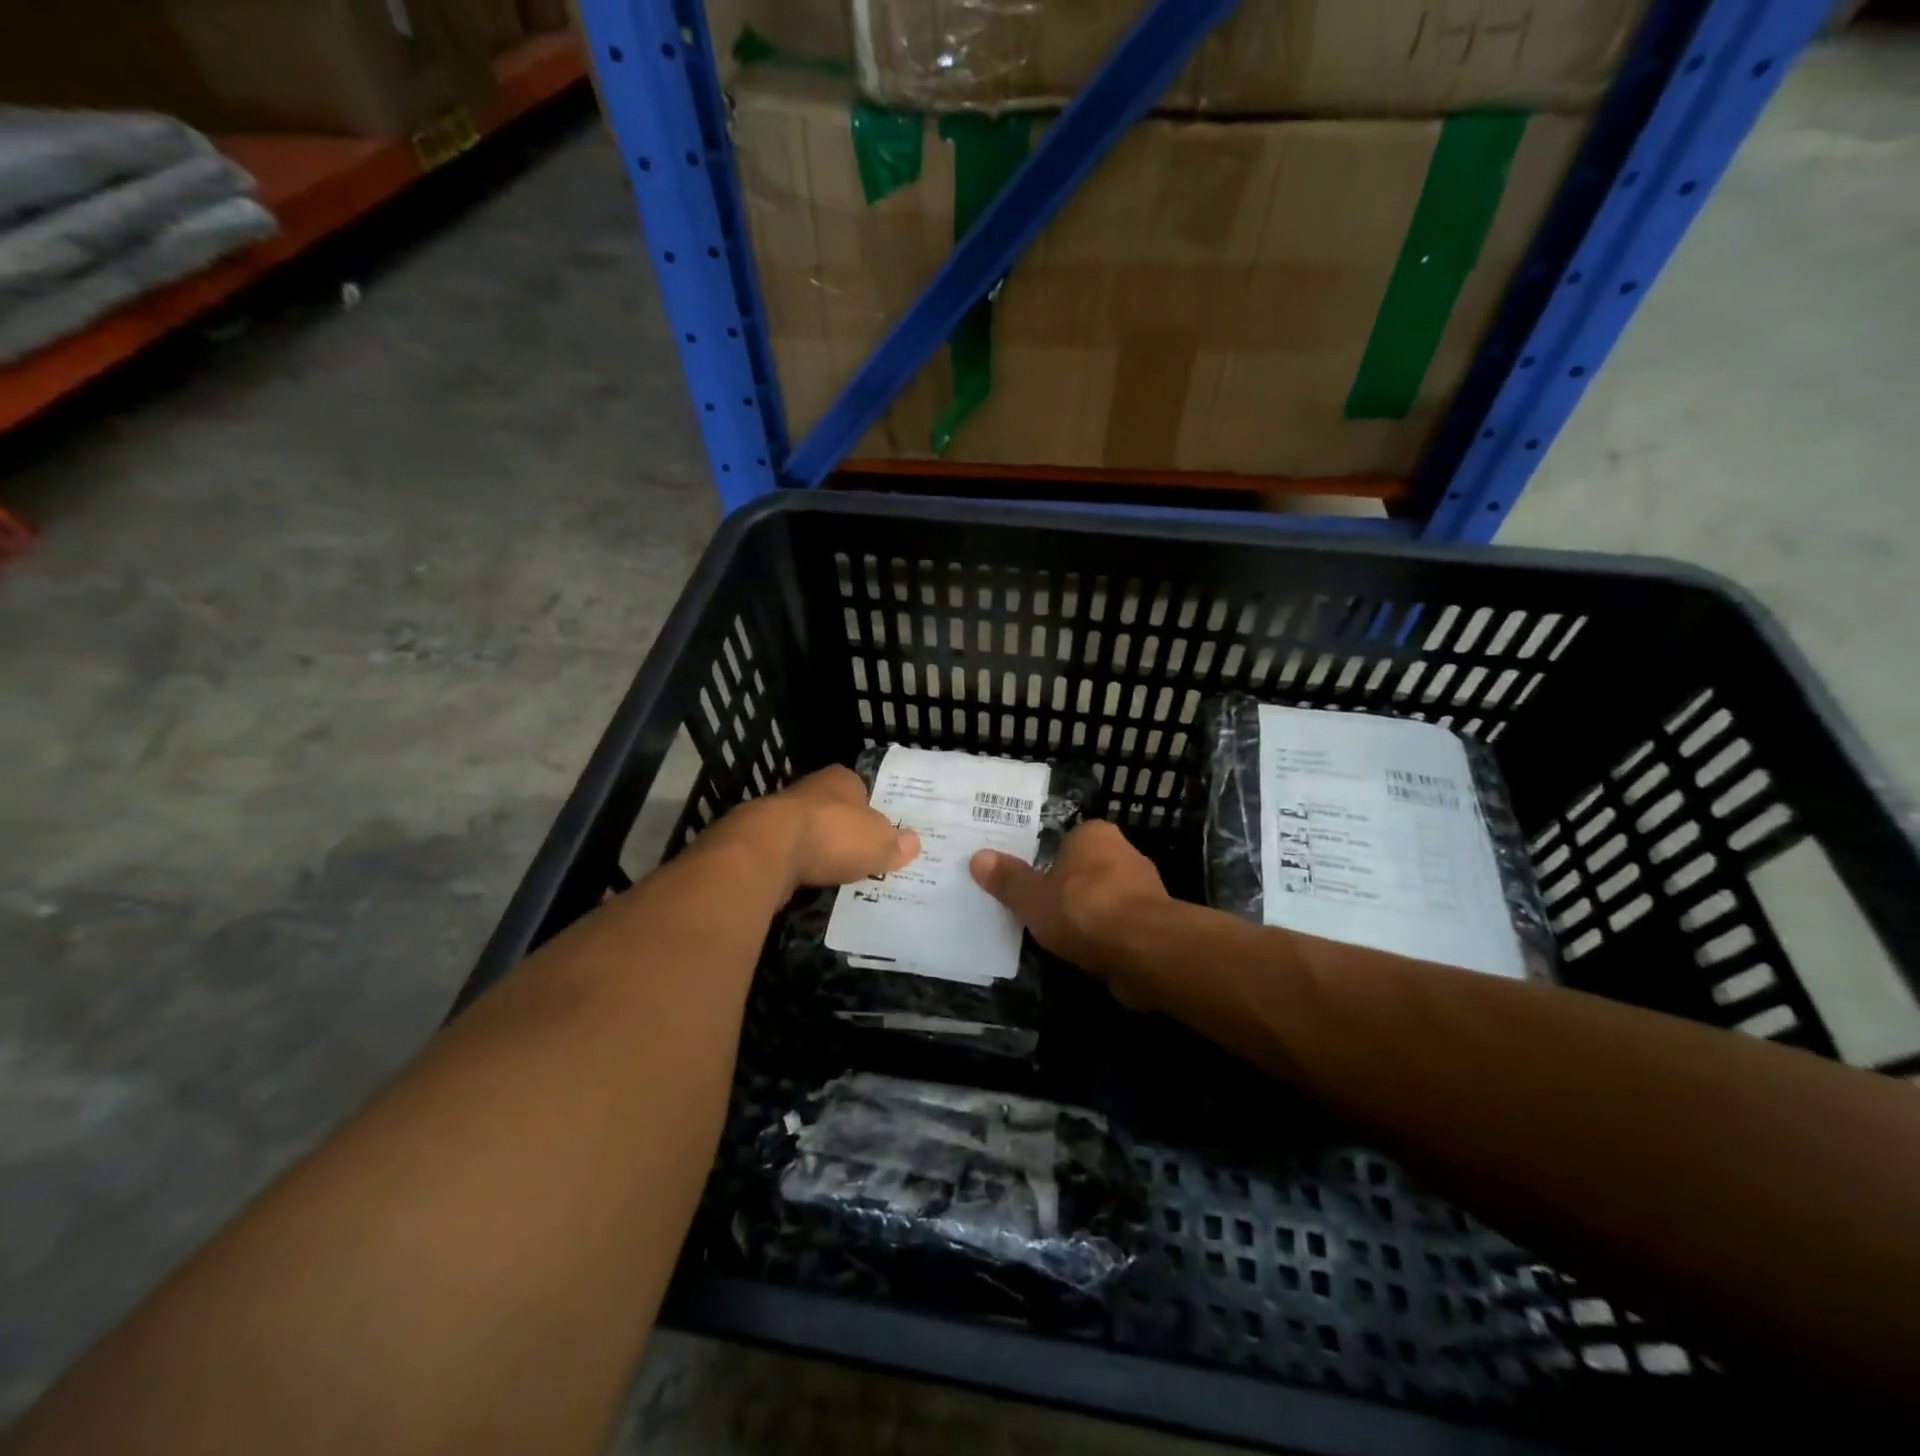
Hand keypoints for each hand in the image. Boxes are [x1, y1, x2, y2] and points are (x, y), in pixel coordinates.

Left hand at [726, 765, 919, 893]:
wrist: (768, 851)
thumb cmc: (832, 835)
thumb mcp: (879, 842)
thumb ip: (895, 843)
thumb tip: (913, 843)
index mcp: (841, 779)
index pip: (861, 788)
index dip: (872, 809)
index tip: (880, 831)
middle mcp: (810, 789)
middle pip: (834, 810)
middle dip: (845, 830)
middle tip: (864, 855)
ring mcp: (781, 814)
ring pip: (809, 832)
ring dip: (819, 850)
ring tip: (838, 873)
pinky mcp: (760, 842)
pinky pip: (789, 854)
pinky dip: (799, 867)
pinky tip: (809, 883)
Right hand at [970, 821, 1167, 991]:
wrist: (1144, 951)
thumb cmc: (1083, 910)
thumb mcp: (1032, 898)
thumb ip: (1008, 880)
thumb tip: (977, 857)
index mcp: (1094, 835)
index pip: (1065, 841)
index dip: (1047, 862)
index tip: (1030, 883)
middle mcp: (1124, 852)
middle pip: (1086, 869)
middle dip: (1069, 889)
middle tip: (1039, 909)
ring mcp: (1145, 888)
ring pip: (1106, 898)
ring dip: (1089, 916)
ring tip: (1061, 937)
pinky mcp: (1156, 922)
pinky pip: (1121, 926)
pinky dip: (1107, 938)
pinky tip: (1088, 955)